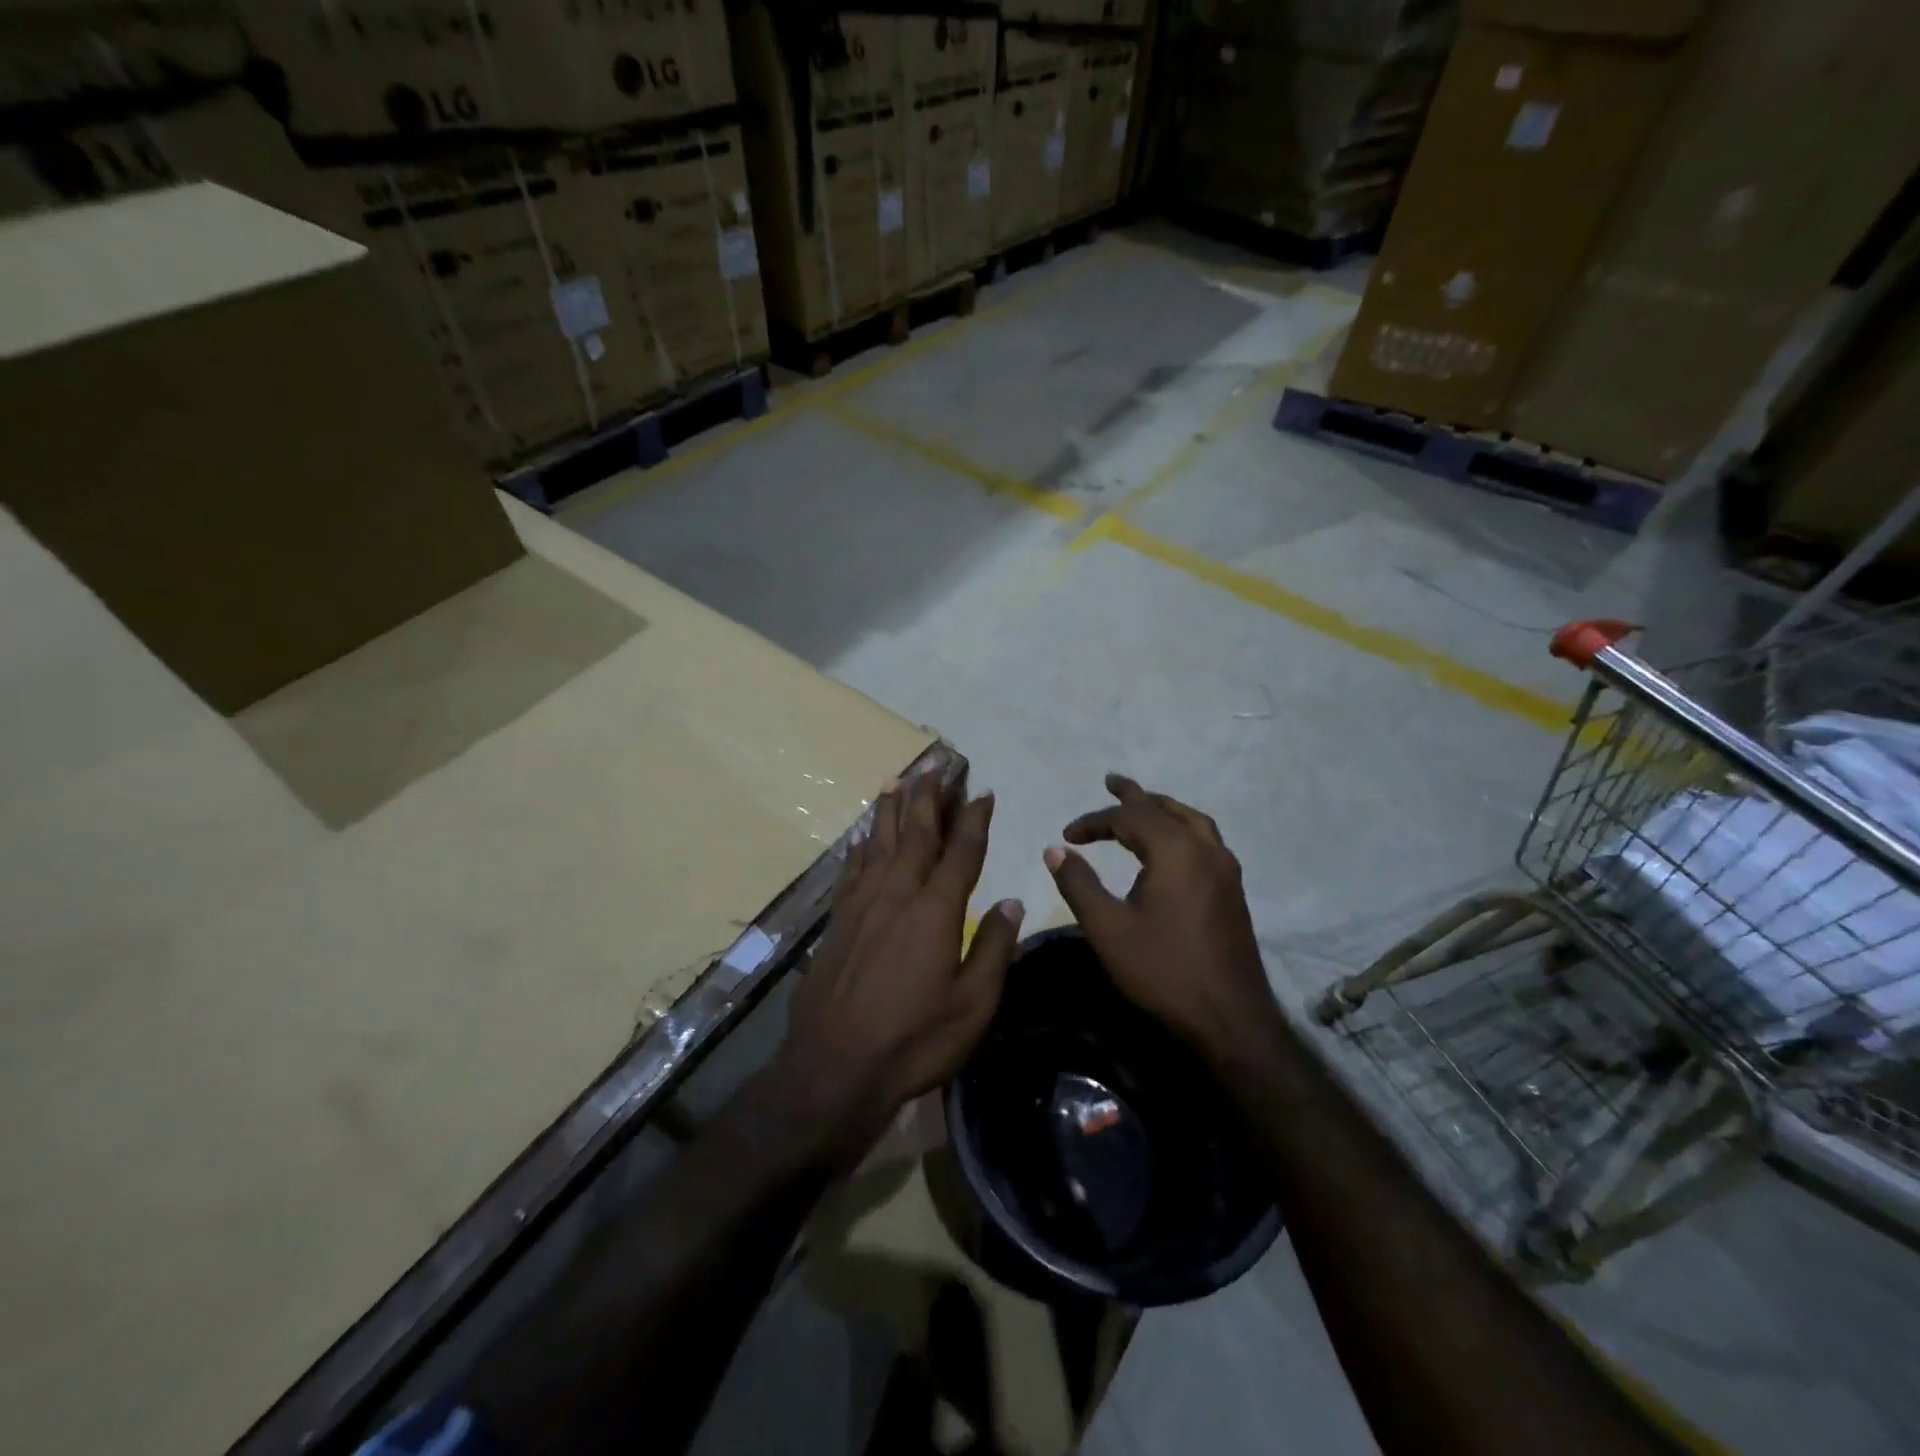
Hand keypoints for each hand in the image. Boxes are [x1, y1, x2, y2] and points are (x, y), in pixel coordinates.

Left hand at [783, 771, 1024, 1152]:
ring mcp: (862, 905)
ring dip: (891, 809)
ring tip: (897, 779)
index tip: (981, 791)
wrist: (834, 1067)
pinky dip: (860, 847)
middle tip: (937, 766)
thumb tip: (1013, 902)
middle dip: (929, 798)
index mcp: (935, 911)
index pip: (961, 852)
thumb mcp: (973, 1005)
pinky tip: (861, 835)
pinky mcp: (838, 921)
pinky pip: (852, 870)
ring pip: (879, 843)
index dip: (974, 819)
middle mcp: (898, 895)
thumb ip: (993, 948)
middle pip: (916, 834)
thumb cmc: (915, 1040)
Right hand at [1044, 774, 1280, 1061]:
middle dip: (1134, 796)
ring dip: (1163, 808)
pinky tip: (1172, 845)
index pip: (1129, 818)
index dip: (1094, 821)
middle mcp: (1205, 849)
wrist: (1229, 1017)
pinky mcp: (1233, 889)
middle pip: (1165, 808)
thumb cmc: (1162, 970)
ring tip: (1142, 805)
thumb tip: (1056, 849)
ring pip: (1192, 821)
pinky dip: (1181, 827)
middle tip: (1112, 781)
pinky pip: (1206, 839)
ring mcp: (1225, 869)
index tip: (1067, 835)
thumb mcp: (1107, 928)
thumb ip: (1079, 883)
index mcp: (1174, 851)